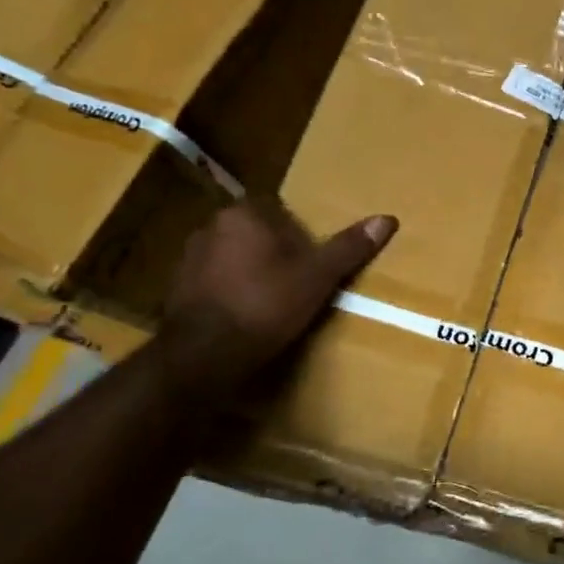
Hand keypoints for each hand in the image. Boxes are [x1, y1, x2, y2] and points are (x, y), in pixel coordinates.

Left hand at [158, 202, 395, 398]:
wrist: (203, 354)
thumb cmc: (266, 304)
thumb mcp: (318, 277)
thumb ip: (349, 247)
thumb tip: (387, 219)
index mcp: (243, 214)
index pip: (278, 209)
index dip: (299, 233)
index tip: (313, 258)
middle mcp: (210, 227)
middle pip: (255, 233)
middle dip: (275, 251)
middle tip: (299, 279)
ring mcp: (188, 259)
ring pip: (233, 257)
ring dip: (251, 272)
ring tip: (275, 300)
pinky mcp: (176, 290)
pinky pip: (215, 282)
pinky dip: (231, 293)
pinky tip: (248, 316)